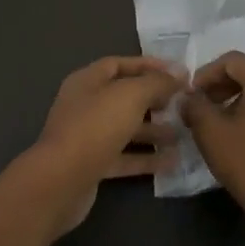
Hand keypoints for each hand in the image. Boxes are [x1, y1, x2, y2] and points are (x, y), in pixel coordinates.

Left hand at [32, 56, 184, 233]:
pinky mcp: (93, 165)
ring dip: (154, 131)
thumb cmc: (95, 127)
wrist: (62, 180)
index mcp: (87, 82)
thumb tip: (179, 74)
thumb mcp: (130, 95)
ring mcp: (88, 137)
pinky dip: (146, 158)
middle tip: (183, 104)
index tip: (178, 73)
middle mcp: (85, 106)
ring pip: (126, 129)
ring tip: (183, 134)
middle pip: (124, 97)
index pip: (119, 64)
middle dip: (154, 99)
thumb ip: (157, 82)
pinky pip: (124, 157)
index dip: (148, 65)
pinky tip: (172, 162)